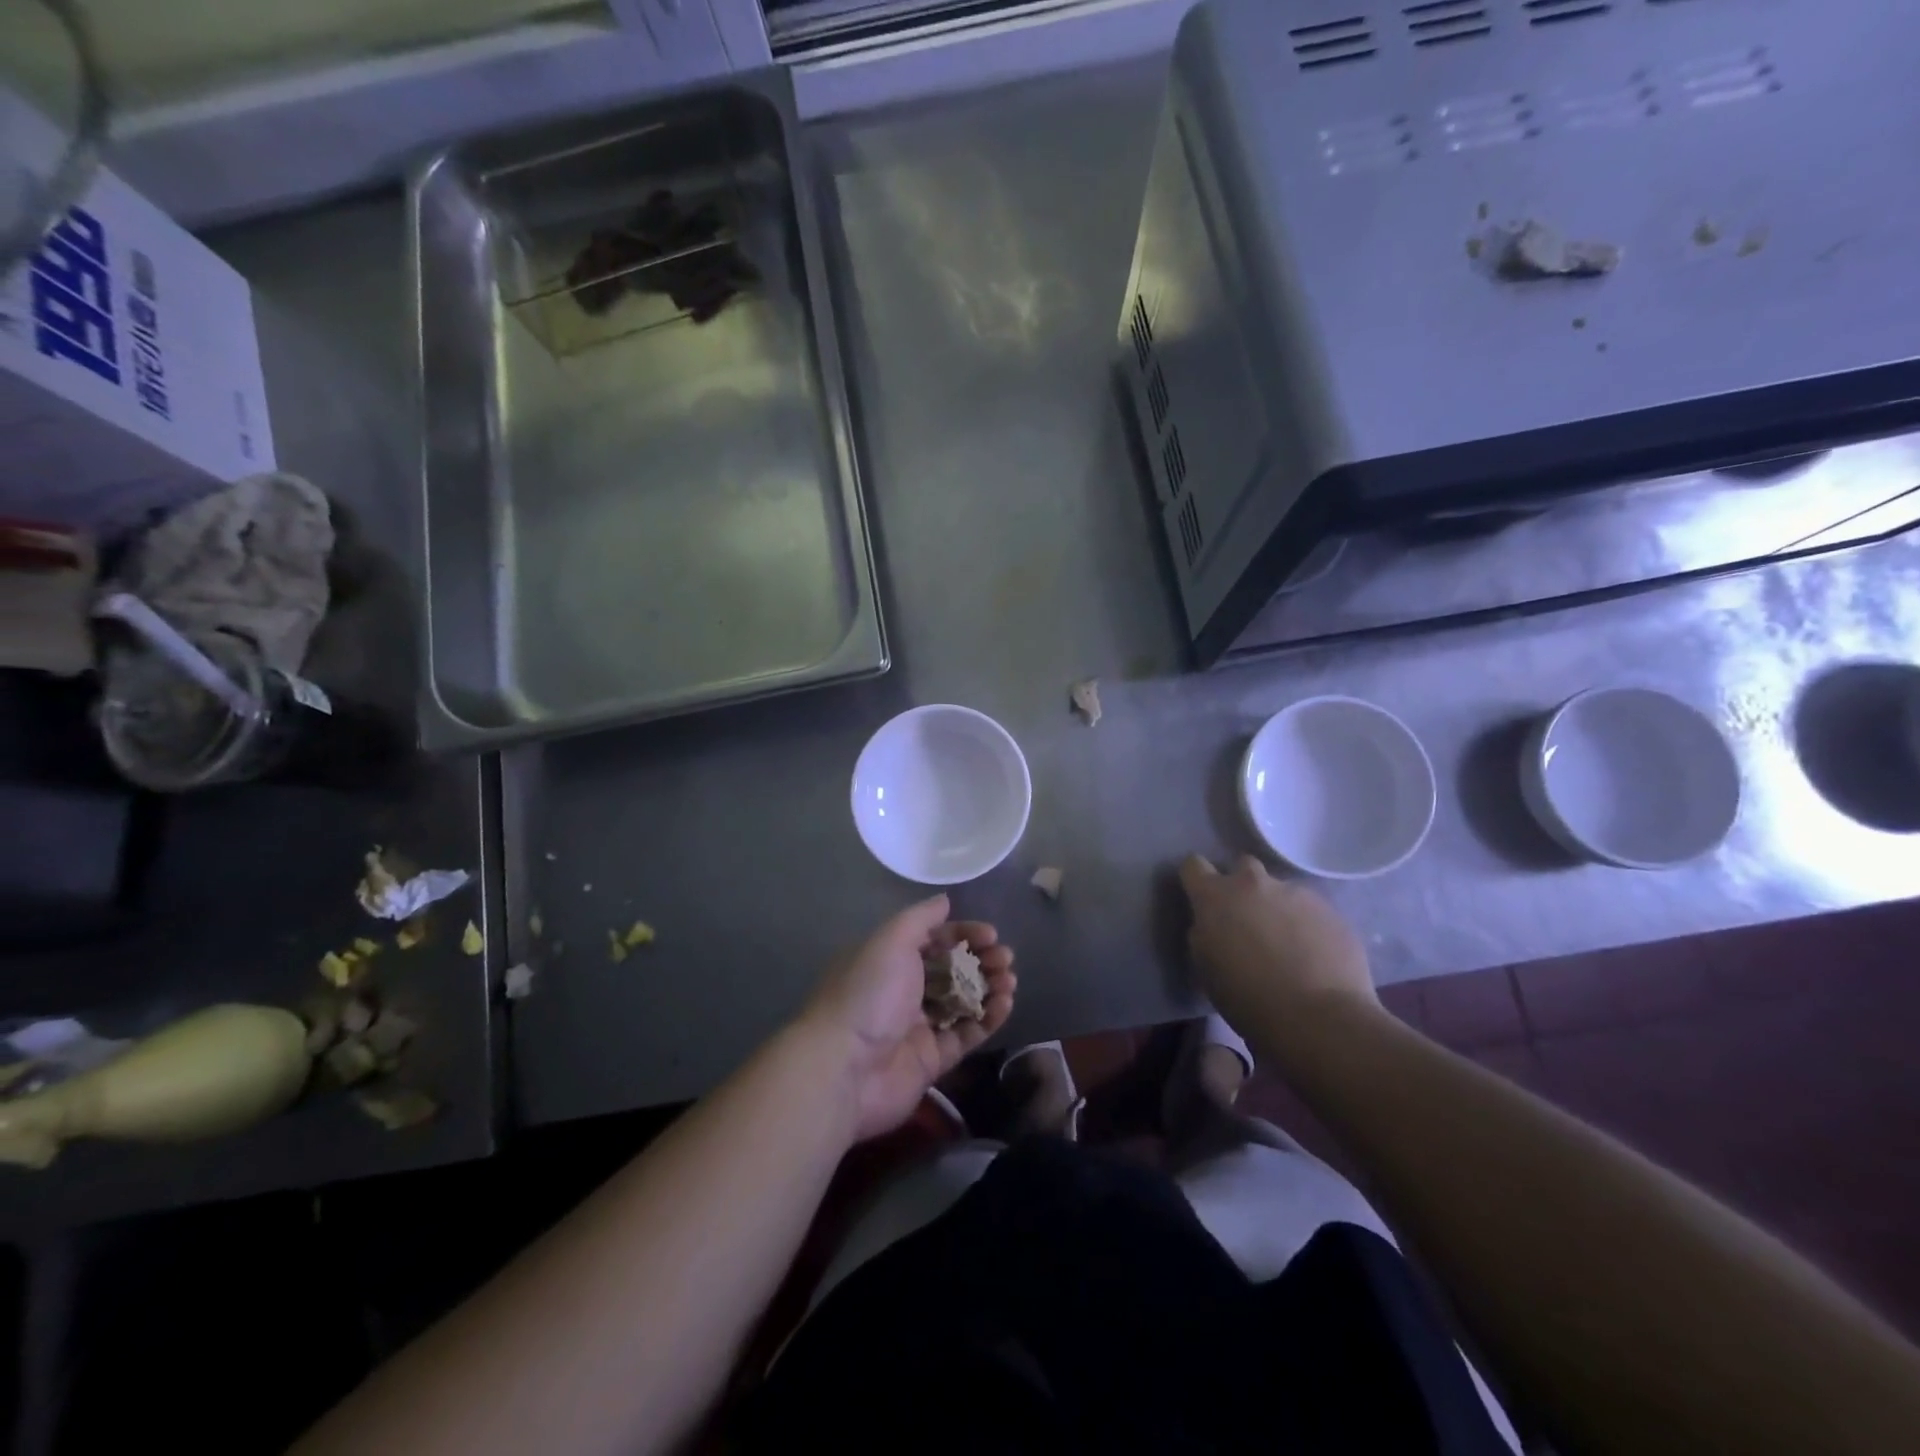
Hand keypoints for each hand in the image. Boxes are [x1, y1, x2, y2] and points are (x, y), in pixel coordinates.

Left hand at [800, 895, 1015, 1140]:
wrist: (845, 1068)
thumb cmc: (868, 994)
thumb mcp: (891, 941)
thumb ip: (920, 919)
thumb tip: (944, 900)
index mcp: (889, 960)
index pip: (933, 940)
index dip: (963, 934)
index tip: (991, 934)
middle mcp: (903, 991)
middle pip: (951, 970)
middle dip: (981, 960)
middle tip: (1005, 959)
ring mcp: (918, 1027)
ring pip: (962, 1002)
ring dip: (989, 987)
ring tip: (1009, 981)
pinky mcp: (933, 1060)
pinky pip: (966, 1034)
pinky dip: (987, 1019)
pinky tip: (1005, 1004)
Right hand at [1179, 855, 1376, 1044]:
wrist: (1319, 1019)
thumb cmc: (1248, 999)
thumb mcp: (1206, 967)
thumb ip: (1205, 933)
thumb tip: (1213, 924)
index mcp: (1215, 897)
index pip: (1193, 866)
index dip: (1196, 879)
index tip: (1201, 898)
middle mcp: (1254, 884)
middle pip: (1243, 866)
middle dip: (1242, 886)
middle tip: (1247, 920)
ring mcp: (1296, 893)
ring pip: (1281, 890)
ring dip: (1278, 908)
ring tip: (1288, 944)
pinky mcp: (1331, 910)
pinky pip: (1312, 910)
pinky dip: (1308, 925)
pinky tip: (1314, 955)